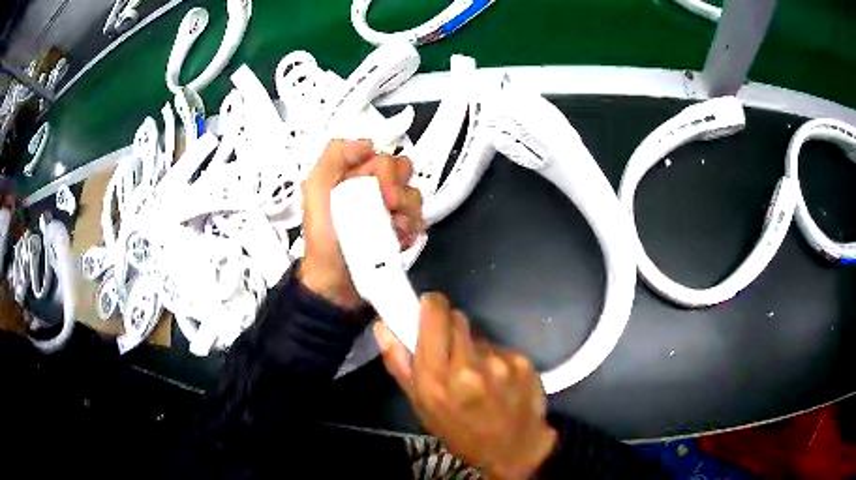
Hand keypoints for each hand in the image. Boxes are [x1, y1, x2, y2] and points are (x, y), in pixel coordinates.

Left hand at [299, 139, 423, 308]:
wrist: (336, 281)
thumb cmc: (324, 237)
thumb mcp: (315, 189)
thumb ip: (335, 155)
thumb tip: (369, 143)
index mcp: (354, 174)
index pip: (385, 155)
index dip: (383, 171)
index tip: (373, 190)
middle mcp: (374, 188)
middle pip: (405, 172)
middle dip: (396, 191)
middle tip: (382, 208)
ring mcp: (390, 210)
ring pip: (415, 196)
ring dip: (404, 213)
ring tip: (387, 230)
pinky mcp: (402, 231)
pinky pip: (420, 220)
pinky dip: (409, 230)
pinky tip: (395, 240)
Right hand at [374, 293, 556, 479]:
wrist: (512, 450)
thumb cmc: (459, 432)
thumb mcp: (421, 406)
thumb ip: (399, 364)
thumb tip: (383, 326)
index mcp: (435, 379)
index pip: (434, 315)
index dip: (431, 306)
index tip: (429, 308)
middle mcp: (467, 367)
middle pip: (457, 318)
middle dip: (450, 328)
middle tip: (451, 351)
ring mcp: (499, 363)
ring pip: (479, 334)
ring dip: (473, 346)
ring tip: (477, 373)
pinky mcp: (522, 363)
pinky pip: (500, 347)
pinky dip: (495, 358)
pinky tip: (499, 379)